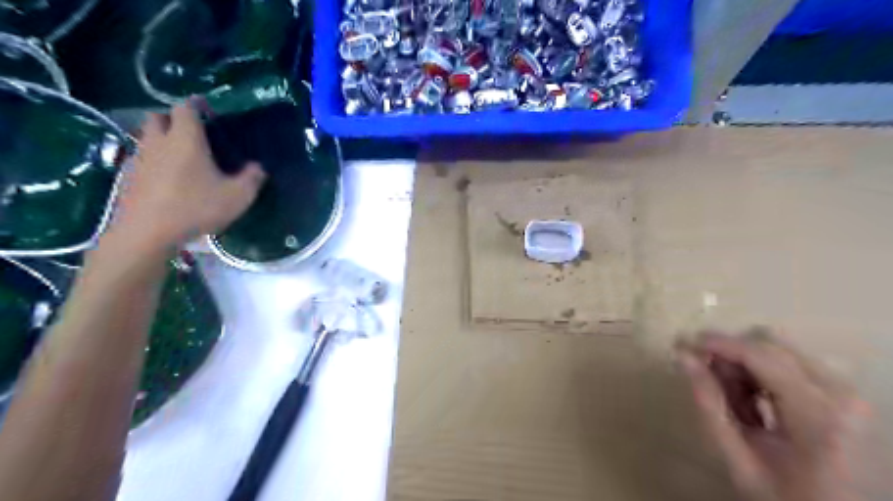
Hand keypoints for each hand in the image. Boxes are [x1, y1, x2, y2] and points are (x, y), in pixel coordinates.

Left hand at [107, 101, 264, 251]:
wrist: (146, 233)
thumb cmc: (195, 208)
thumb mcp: (237, 197)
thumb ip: (251, 179)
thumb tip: (259, 167)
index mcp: (186, 139)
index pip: (185, 107)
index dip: (196, 105)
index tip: (208, 111)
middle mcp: (159, 141)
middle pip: (159, 116)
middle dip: (174, 119)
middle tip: (193, 133)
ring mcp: (140, 158)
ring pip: (148, 136)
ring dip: (162, 139)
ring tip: (182, 156)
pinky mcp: (129, 176)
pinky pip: (142, 157)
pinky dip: (154, 160)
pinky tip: (168, 178)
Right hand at [682, 328, 868, 500]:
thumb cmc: (785, 497)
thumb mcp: (737, 459)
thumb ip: (709, 405)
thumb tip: (683, 356)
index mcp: (819, 416)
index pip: (760, 354)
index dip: (717, 343)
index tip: (680, 343)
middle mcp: (840, 393)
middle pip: (769, 342)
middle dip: (729, 352)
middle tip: (704, 376)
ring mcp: (845, 389)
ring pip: (777, 347)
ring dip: (743, 363)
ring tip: (732, 398)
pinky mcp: (841, 391)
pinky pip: (789, 360)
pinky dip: (760, 371)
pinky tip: (752, 400)